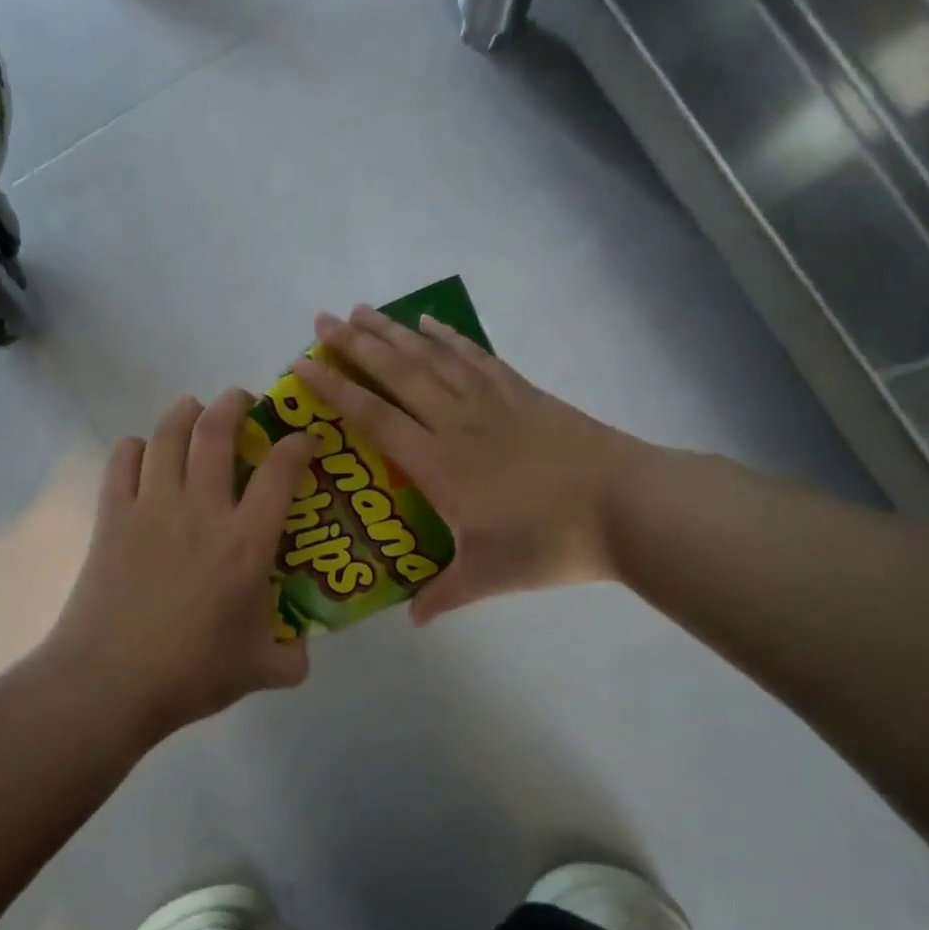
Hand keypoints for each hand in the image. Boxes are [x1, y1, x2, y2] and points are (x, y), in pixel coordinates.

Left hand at [42, 389, 316, 743]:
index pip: (281, 472)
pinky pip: (122, 462)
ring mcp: (151, 509)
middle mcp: (201, 511)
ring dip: (185, 412)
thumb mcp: (260, 671)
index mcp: (246, 543)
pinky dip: (135, 447)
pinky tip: (143, 452)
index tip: (305, 440)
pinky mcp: (111, 518)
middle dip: (234, 404)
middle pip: (216, 432)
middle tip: (243, 400)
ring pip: (167, 435)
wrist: (109, 683)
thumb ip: (292, 658)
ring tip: (193, 408)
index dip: (298, 445)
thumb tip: (302, 649)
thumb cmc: (190, 674)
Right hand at [293, 306, 644, 623]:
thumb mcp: (489, 576)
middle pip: (397, 373)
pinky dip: (450, 337)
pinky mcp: (523, 393)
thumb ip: (443, 595)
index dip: (335, 390)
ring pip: (432, 357)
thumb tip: (413, 620)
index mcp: (439, 463)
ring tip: (363, 310)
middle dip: (355, 345)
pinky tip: (431, 323)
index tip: (302, 366)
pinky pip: (476, 356)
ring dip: (394, 331)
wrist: (626, 505)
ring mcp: (492, 401)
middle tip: (322, 320)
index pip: (374, 418)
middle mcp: (457, 422)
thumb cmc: (550, 542)